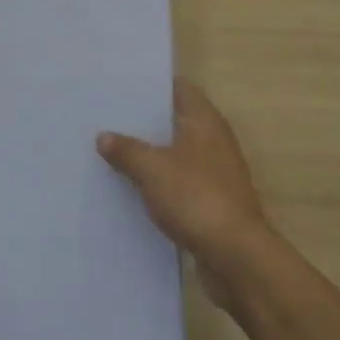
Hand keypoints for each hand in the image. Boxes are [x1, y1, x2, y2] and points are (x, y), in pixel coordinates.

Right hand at [99, 79, 270, 281]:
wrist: (236, 256)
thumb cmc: (196, 198)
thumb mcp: (152, 169)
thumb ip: (127, 150)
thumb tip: (104, 136)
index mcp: (204, 121)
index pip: (179, 87)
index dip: (152, 84)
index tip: (121, 85)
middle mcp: (214, 140)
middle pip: (176, 119)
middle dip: (145, 120)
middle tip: (108, 117)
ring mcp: (215, 171)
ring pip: (176, 152)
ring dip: (151, 152)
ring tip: (113, 149)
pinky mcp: (213, 200)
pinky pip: (180, 180)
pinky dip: (160, 180)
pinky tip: (133, 186)